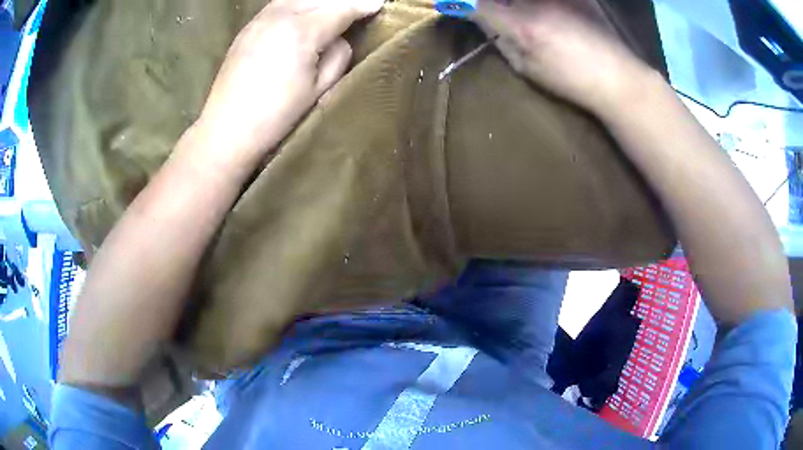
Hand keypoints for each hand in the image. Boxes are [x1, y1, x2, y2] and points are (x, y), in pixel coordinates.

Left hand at [197, 0, 384, 156]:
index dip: (364, 6)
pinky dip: (299, 3)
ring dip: (321, 0)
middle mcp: (281, 15)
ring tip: (335, 7)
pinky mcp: (248, 27)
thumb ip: (338, 55)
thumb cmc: (276, 115)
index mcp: (303, 32)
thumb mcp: (319, 89)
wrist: (227, 129)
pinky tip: (306, 11)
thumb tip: (339, 38)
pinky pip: (280, 3)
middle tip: (361, 5)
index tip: (379, 4)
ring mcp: (261, 19)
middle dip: (345, 0)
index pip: (342, 9)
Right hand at [472, 0, 652, 112]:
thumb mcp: (527, 67)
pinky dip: (537, 3)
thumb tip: (480, 17)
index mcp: (521, 26)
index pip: (476, 4)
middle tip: (483, 7)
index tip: (452, 3)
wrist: (617, 76)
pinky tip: (540, 10)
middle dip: (485, 1)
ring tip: (517, 13)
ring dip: (510, 2)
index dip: (460, 2)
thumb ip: (500, 38)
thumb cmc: (572, 80)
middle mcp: (535, 1)